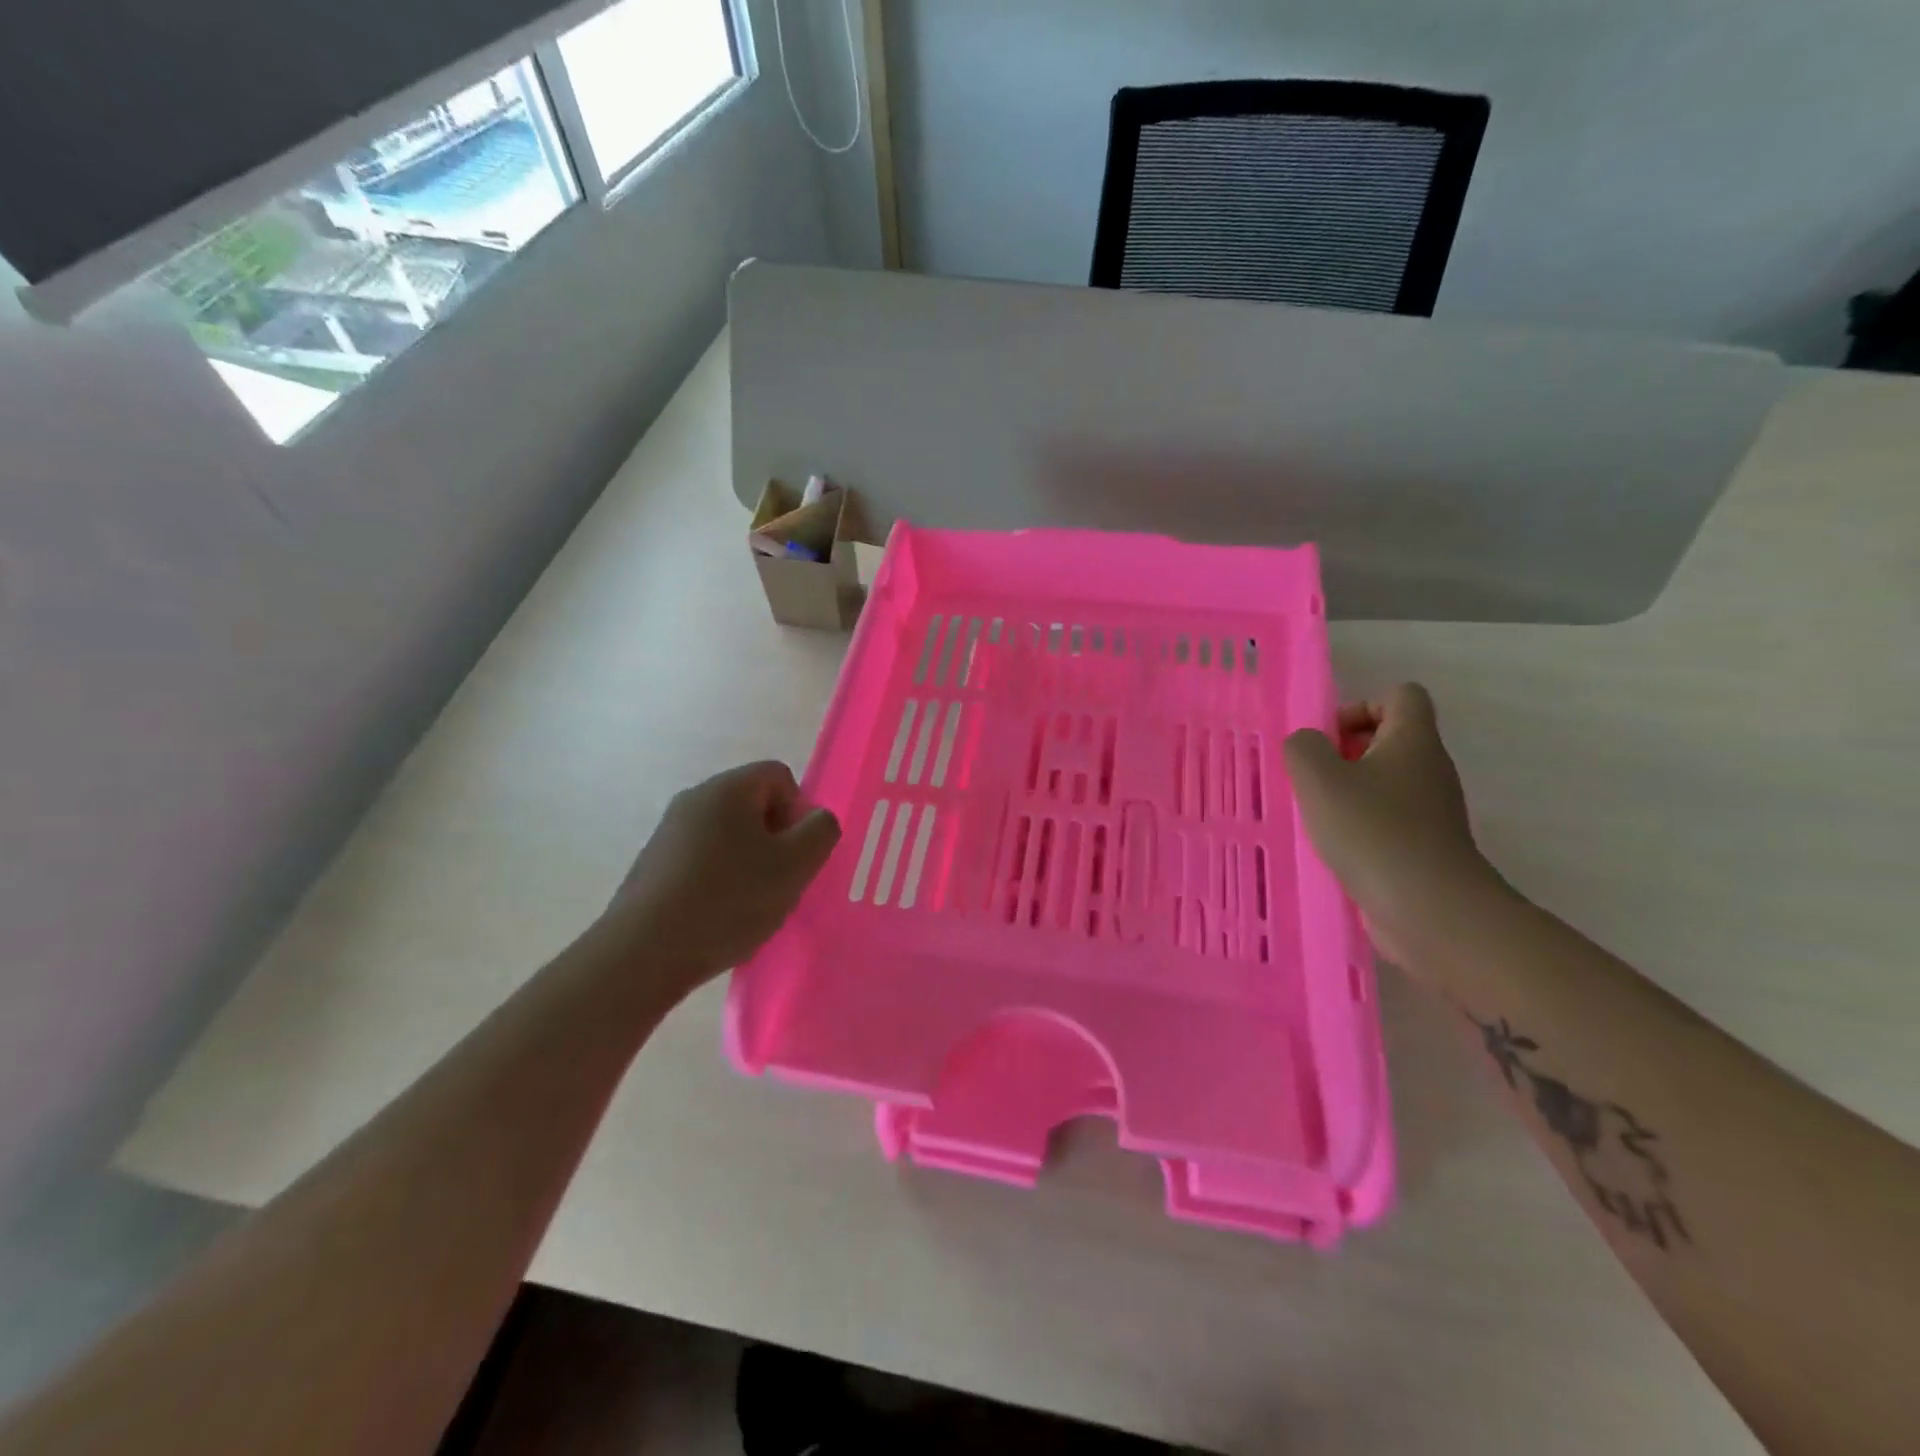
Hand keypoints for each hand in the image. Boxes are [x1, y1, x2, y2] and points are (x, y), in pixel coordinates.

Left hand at [591, 761, 840, 1000]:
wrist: (643, 953)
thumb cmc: (728, 900)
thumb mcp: (795, 865)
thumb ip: (821, 832)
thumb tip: (816, 820)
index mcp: (728, 788)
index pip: (780, 776)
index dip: (798, 812)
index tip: (795, 855)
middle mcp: (694, 799)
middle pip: (753, 806)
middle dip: (775, 841)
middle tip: (779, 883)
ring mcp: (668, 833)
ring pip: (729, 837)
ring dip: (749, 865)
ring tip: (749, 907)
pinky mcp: (653, 866)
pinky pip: (703, 862)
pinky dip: (719, 882)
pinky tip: (718, 919)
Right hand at [1283, 683, 1497, 967]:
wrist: (1430, 909)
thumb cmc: (1372, 831)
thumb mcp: (1319, 778)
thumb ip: (1303, 748)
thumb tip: (1308, 745)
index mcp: (1413, 740)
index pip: (1400, 695)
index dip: (1360, 707)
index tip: (1329, 740)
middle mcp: (1429, 768)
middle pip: (1389, 739)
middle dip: (1344, 753)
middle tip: (1313, 779)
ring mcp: (1432, 810)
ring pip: (1385, 783)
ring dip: (1347, 792)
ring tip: (1316, 816)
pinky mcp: (1425, 846)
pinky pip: (1387, 819)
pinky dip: (1359, 826)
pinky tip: (1334, 847)